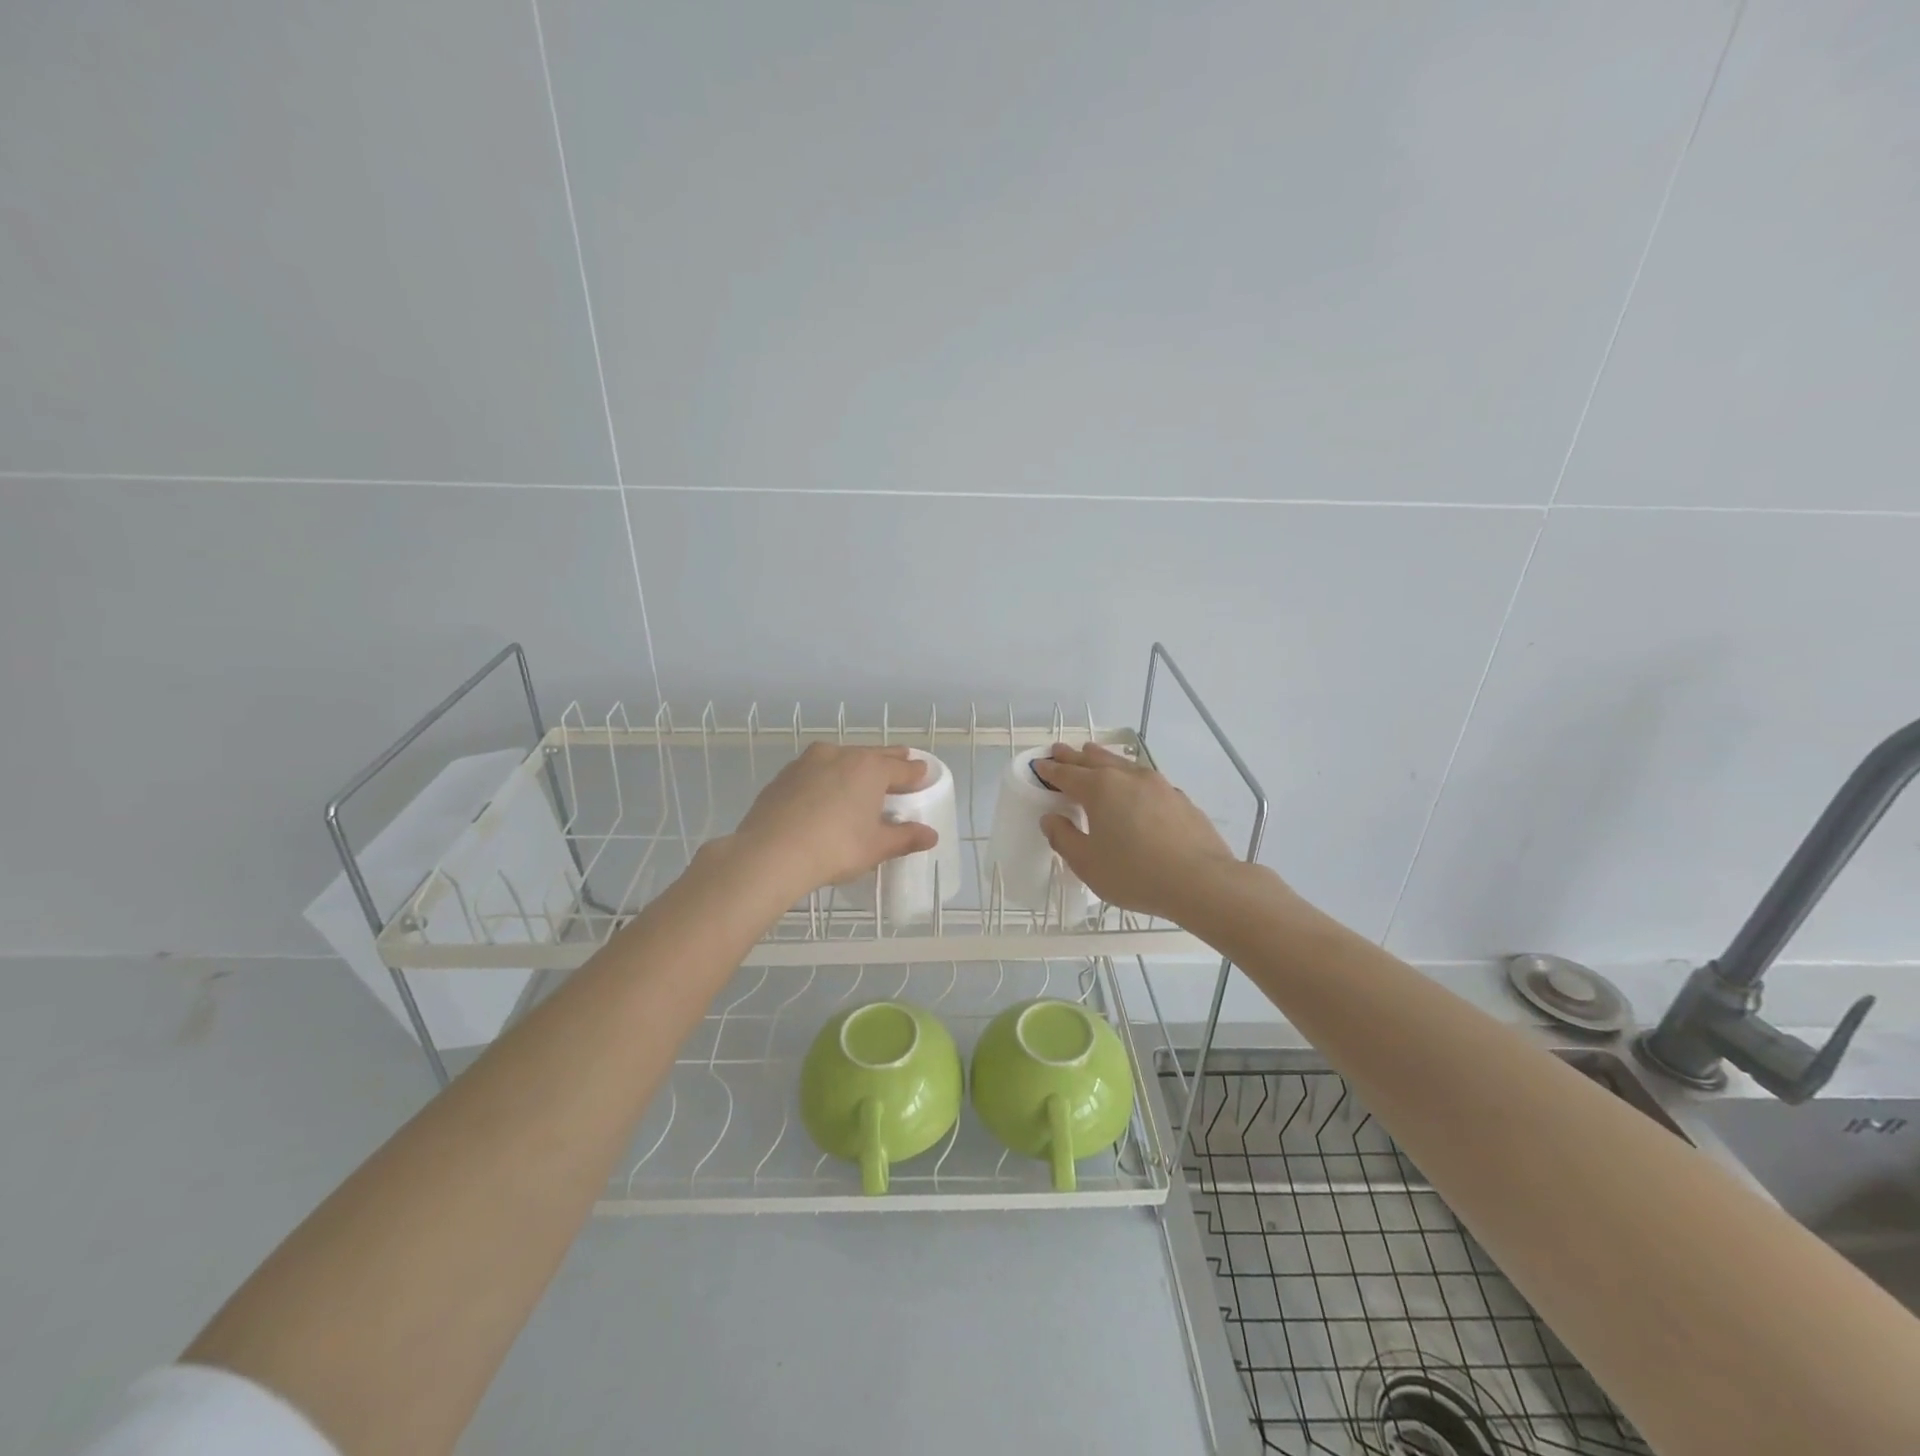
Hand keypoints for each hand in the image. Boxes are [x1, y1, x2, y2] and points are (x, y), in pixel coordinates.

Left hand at [728, 744, 938, 901]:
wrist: (770, 853)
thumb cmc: (835, 848)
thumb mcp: (876, 847)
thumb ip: (905, 837)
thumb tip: (930, 835)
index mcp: (870, 768)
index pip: (902, 767)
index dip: (916, 773)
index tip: (923, 775)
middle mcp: (841, 755)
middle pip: (873, 755)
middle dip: (889, 761)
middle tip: (900, 764)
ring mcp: (808, 762)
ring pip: (841, 758)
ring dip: (854, 766)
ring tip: (860, 781)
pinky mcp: (784, 775)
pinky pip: (815, 771)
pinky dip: (826, 778)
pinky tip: (824, 794)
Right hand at [1032, 742, 1239, 921]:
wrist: (1201, 881)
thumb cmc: (1134, 873)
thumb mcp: (1087, 863)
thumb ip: (1064, 838)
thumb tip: (1051, 818)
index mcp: (1099, 789)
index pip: (1067, 774)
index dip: (1050, 770)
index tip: (1038, 765)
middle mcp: (1127, 777)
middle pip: (1094, 761)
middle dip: (1074, 756)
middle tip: (1059, 750)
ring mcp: (1158, 785)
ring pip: (1123, 764)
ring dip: (1103, 758)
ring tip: (1093, 755)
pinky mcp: (1179, 798)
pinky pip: (1145, 779)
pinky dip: (1129, 777)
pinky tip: (1133, 786)